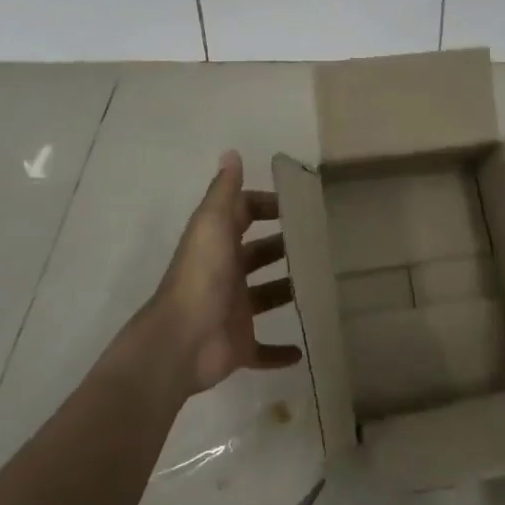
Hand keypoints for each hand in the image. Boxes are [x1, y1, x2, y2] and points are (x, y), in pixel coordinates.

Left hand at [145, 151, 303, 394]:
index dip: (268, 206)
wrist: (180, 342)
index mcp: (219, 242)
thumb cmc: (201, 276)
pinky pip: (264, 350)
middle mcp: (227, 273)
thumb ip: (224, 191)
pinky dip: (281, 352)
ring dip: (289, 291)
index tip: (301, 206)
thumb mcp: (212, 224)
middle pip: (259, 254)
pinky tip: (306, 348)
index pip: (244, 214)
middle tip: (323, 242)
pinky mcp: (240, 345)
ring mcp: (234, 310)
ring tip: (324, 284)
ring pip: (267, 296)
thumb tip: (231, 152)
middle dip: (284, 246)